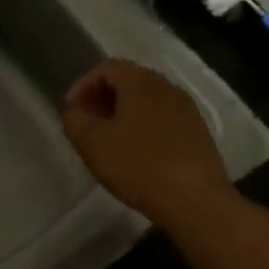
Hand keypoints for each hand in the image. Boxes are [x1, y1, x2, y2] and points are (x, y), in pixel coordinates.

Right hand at [62, 60, 233, 228]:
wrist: (196, 200)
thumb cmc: (138, 165)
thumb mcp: (93, 143)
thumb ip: (75, 121)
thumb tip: (75, 112)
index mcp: (141, 82)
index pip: (106, 68)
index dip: (82, 85)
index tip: (71, 110)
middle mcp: (167, 87)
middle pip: (129, 82)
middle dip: (103, 99)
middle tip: (87, 123)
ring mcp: (187, 110)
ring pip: (147, 102)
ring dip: (124, 114)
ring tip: (109, 140)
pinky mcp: (198, 133)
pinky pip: (164, 120)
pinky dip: (144, 128)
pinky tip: (136, 154)